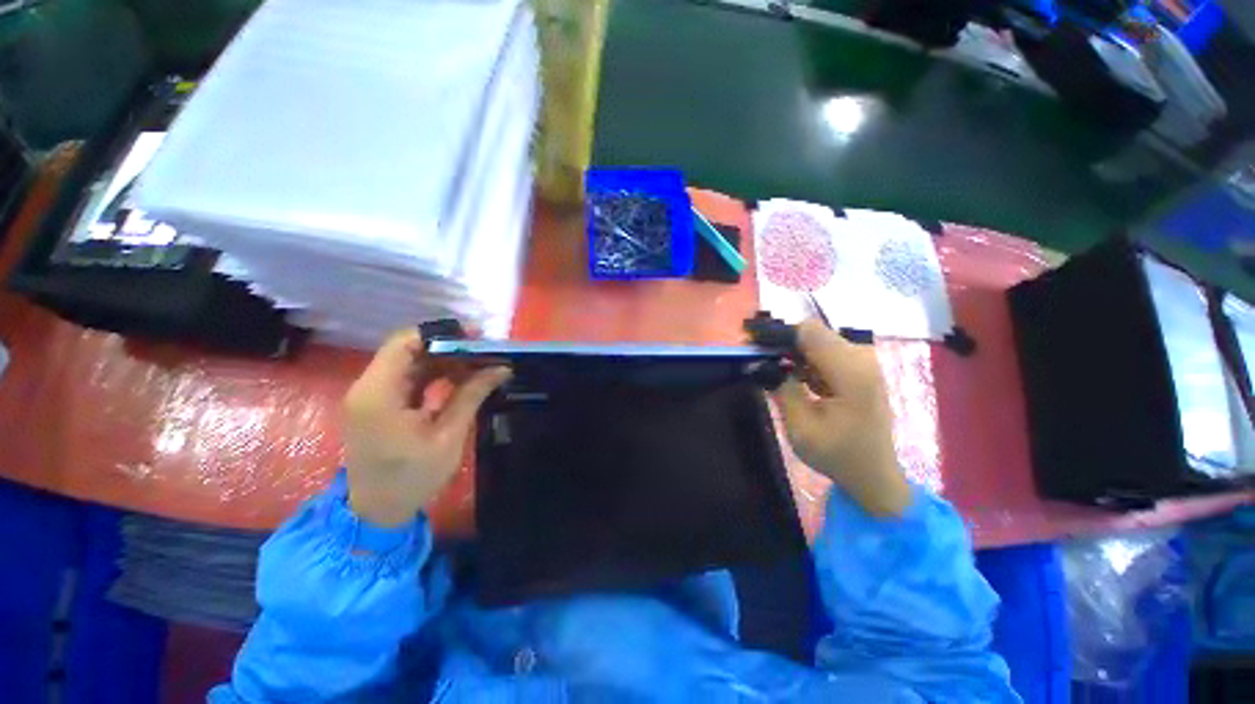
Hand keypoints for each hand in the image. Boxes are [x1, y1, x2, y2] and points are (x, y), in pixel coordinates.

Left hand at [343, 329, 510, 526]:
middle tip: (485, 352)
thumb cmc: (412, 477)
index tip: (477, 339)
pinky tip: (460, 378)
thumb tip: (502, 368)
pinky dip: (434, 375)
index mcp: (379, 393)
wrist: (377, 512)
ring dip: (444, 361)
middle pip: (408, 350)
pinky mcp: (378, 404)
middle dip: (448, 347)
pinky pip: (408, 378)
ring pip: (410, 362)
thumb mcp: (448, 436)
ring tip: (479, 364)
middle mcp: (368, 387)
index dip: (442, 334)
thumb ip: (471, 395)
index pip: (406, 342)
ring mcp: (371, 396)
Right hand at [773, 320, 909, 516]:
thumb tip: (761, 362)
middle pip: (813, 334)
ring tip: (777, 376)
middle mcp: (863, 359)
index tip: (753, 348)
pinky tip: (798, 381)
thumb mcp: (800, 427)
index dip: (778, 335)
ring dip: (794, 355)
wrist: (874, 474)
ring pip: (818, 341)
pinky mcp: (861, 368)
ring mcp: (865, 362)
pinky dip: (806, 362)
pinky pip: (826, 352)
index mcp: (851, 373)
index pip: (809, 331)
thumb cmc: (838, 455)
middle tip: (761, 365)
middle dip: (784, 345)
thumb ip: (782, 388)